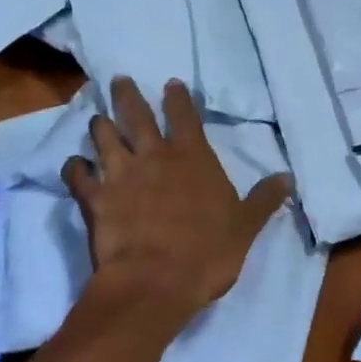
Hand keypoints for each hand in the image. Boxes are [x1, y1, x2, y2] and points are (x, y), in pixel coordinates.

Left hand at [63, 78, 291, 311]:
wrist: (155, 281)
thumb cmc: (207, 252)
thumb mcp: (245, 226)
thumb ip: (264, 199)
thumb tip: (287, 178)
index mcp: (192, 158)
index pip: (184, 117)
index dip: (178, 98)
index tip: (171, 84)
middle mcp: (153, 157)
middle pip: (136, 115)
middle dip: (127, 95)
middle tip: (118, 80)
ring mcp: (120, 175)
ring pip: (104, 138)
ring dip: (100, 126)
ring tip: (97, 118)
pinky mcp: (95, 198)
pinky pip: (78, 175)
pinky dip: (74, 168)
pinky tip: (73, 165)